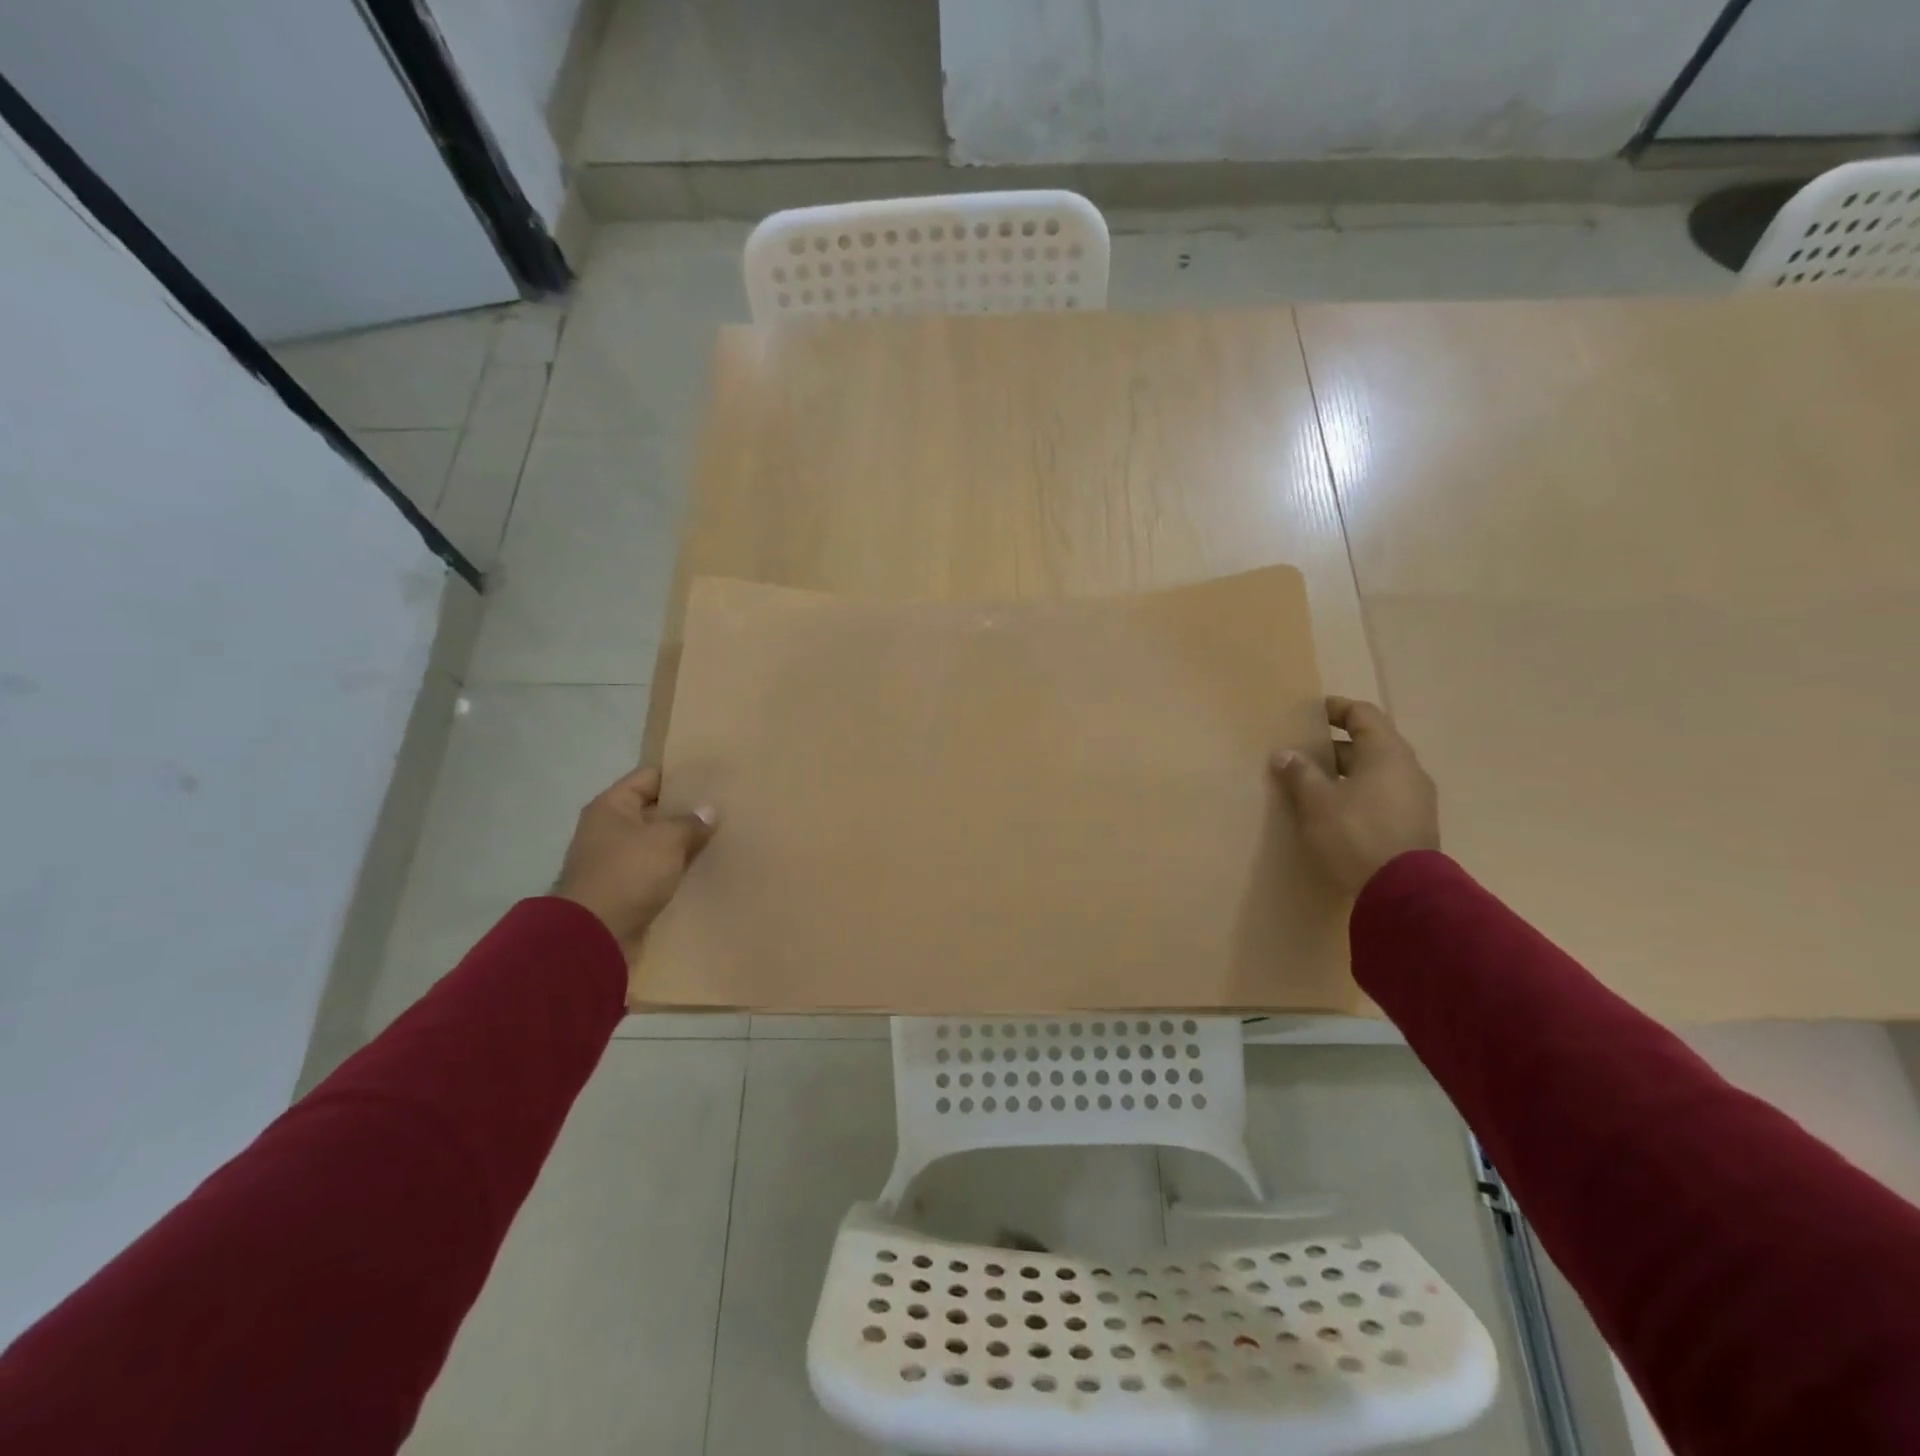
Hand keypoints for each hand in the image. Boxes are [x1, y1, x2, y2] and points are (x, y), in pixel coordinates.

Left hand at [553, 766, 716, 962]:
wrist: (594, 934)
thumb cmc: (628, 873)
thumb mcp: (666, 840)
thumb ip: (691, 822)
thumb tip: (709, 811)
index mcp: (611, 806)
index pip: (649, 777)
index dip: (680, 776)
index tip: (711, 778)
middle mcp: (609, 828)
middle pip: (653, 810)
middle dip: (685, 811)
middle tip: (722, 808)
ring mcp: (615, 860)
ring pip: (656, 842)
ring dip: (682, 842)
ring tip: (718, 837)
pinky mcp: (623, 888)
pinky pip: (655, 869)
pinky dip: (675, 868)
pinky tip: (702, 867)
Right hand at [1272, 696, 1438, 895]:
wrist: (1402, 891)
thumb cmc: (1356, 834)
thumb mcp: (1317, 802)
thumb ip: (1301, 774)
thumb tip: (1285, 754)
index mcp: (1386, 753)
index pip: (1363, 715)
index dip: (1337, 709)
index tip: (1312, 711)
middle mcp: (1407, 768)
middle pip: (1370, 743)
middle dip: (1336, 745)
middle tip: (1304, 751)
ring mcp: (1415, 798)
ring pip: (1376, 772)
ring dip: (1346, 772)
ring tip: (1314, 782)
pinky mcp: (1414, 823)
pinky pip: (1383, 794)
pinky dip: (1359, 792)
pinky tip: (1336, 809)